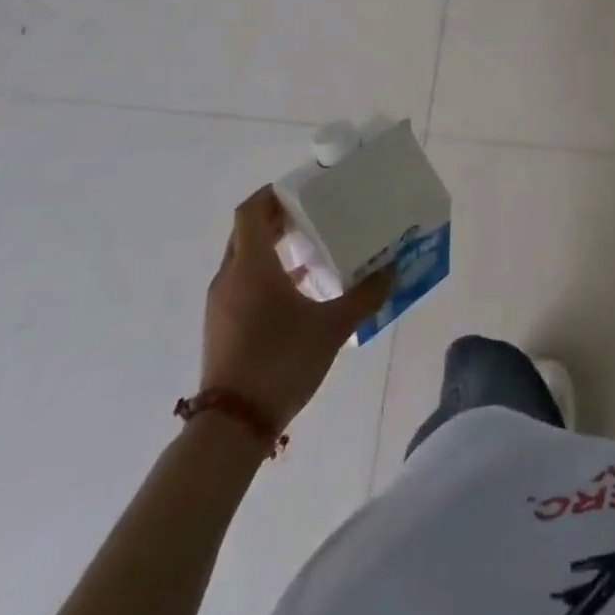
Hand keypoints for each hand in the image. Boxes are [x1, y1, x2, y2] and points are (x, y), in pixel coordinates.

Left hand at [202, 187, 393, 432]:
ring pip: (244, 259)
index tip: (301, 188)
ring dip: (272, 248)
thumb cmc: (281, 361)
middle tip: (312, 213)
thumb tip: (393, 270)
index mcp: (252, 265)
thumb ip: (366, 295)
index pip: (251, 211)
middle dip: (276, 219)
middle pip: (247, 232)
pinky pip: (242, 284)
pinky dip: (265, 274)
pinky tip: (297, 291)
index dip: (272, 193)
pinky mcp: (221, 327)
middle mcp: (230, 277)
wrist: (233, 425)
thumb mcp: (333, 327)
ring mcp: (221, 304)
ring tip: (311, 249)